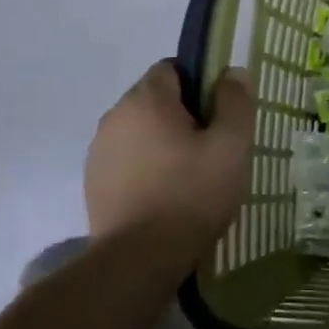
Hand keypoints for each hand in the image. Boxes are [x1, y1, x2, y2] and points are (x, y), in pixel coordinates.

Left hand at [85, 60, 254, 263]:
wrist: (140, 259)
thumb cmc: (192, 193)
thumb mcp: (231, 145)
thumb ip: (235, 102)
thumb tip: (232, 72)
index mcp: (146, 101)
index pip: (171, 68)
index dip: (200, 83)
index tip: (220, 113)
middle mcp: (114, 117)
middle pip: (155, 100)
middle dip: (183, 115)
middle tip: (213, 146)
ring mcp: (98, 152)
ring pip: (140, 131)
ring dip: (163, 142)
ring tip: (191, 174)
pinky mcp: (94, 183)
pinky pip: (127, 160)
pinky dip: (147, 167)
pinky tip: (167, 194)